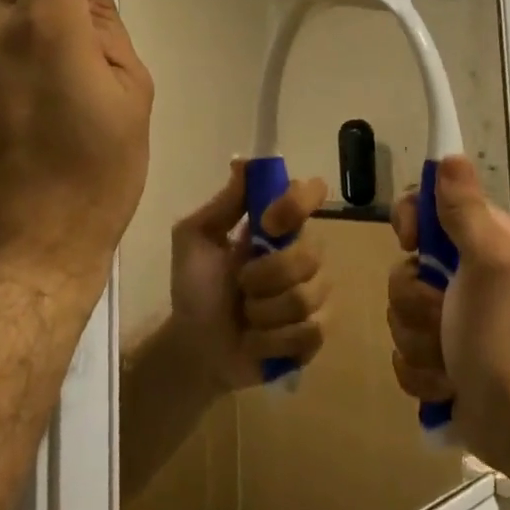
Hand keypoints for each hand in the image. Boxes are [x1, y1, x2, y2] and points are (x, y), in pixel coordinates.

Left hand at [169, 161, 330, 392]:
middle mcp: (303, 253)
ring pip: (307, 296)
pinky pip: (309, 331)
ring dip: (264, 311)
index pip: (310, 194)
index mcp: (277, 226)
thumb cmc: (195, 288)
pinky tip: (256, 341)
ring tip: (246, 316)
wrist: (194, 347)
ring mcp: (314, 294)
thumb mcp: (194, 239)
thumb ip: (222, 204)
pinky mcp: (315, 334)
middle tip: (241, 284)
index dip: (297, 203)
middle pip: (311, 252)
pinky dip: (273, 340)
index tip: (269, 222)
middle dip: (267, 274)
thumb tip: (243, 162)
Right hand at [386, 156, 509, 467]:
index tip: (412, 242)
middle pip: (403, 266)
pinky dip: (421, 372)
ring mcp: (449, 318)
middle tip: (445, 314)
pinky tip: (447, 383)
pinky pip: (402, 351)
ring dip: (418, 340)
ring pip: (398, 311)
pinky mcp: (437, 357)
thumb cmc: (502, 335)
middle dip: (415, 299)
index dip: (410, 222)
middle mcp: (464, 273)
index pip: (425, 206)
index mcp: (481, 240)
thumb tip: (449, 154)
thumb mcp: (488, 262)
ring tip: (450, 358)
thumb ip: (465, 209)